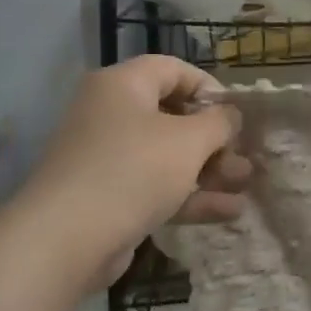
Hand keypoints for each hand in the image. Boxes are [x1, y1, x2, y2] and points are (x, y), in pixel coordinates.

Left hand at [8, 56, 251, 289]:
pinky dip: (190, 195)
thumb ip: (220, 122)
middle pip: (173, 116)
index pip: (173, 70)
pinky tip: (229, 211)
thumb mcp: (190, 140)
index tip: (237, 114)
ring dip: (209, 169)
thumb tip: (230, 115)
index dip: (210, 88)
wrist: (66, 241)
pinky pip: (156, 186)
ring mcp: (107, 158)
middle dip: (215, 138)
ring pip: (168, 155)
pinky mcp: (108, 197)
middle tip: (243, 155)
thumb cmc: (134, 171)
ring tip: (244, 184)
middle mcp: (110, 115)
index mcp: (122, 86)